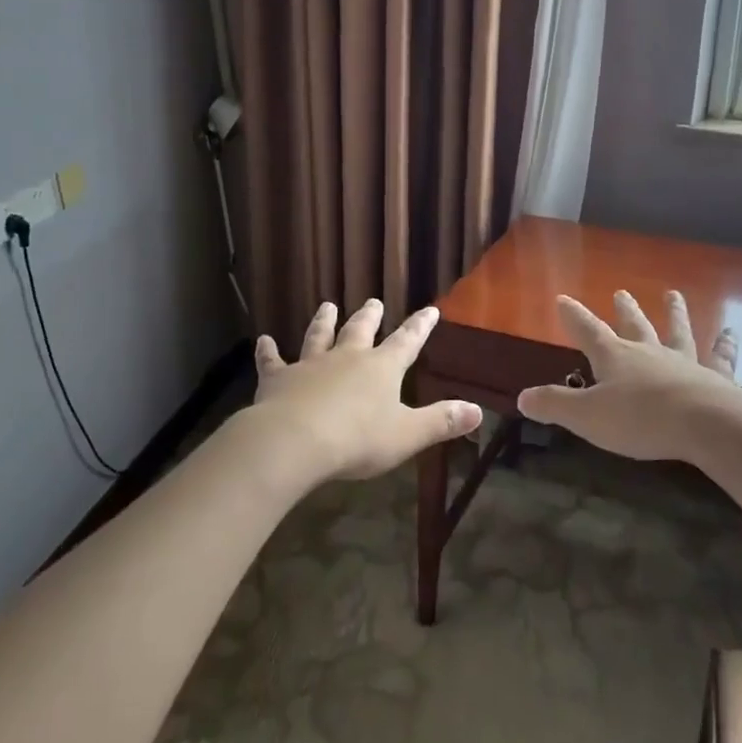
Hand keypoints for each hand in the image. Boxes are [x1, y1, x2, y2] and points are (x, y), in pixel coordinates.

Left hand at [250, 300, 481, 482]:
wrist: (296, 441)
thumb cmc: (357, 439)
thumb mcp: (407, 434)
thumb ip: (441, 421)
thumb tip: (478, 411)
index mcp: (381, 368)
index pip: (407, 342)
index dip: (420, 327)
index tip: (430, 310)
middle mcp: (347, 358)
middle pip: (360, 331)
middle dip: (370, 316)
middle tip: (373, 301)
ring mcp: (311, 364)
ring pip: (319, 336)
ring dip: (324, 321)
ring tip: (327, 306)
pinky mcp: (279, 379)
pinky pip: (273, 361)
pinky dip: (268, 351)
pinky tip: (263, 341)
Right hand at [517, 290, 741, 462]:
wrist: (705, 424)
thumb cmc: (640, 419)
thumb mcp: (587, 417)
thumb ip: (555, 405)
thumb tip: (522, 398)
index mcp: (614, 357)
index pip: (587, 330)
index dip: (573, 316)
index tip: (563, 299)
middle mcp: (648, 352)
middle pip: (634, 325)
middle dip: (624, 310)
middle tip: (622, 292)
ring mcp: (684, 362)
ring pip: (676, 331)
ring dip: (674, 313)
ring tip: (674, 294)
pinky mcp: (715, 378)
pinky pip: (720, 358)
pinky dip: (725, 346)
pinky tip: (731, 335)